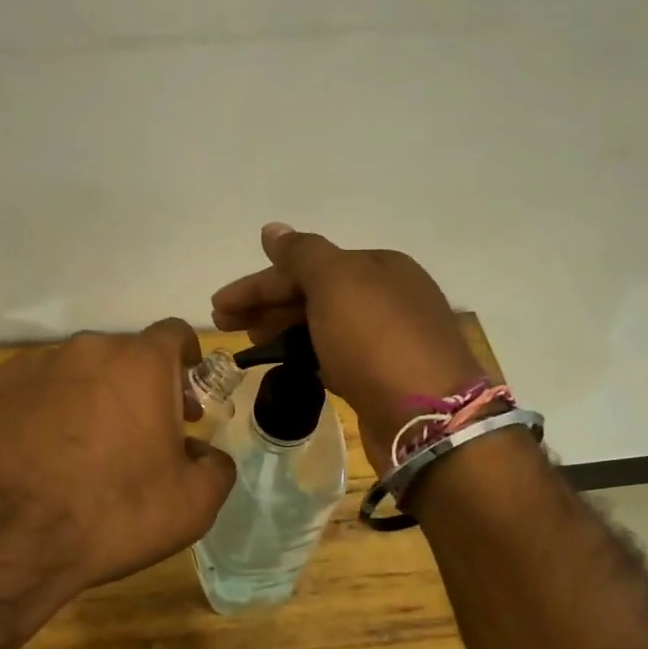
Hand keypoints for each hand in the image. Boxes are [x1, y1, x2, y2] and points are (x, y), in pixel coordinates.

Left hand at [0, 319, 235, 606]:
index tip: (184, 398)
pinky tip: (30, 453)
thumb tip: (203, 452)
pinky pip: (24, 390)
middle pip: (122, 355)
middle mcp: (86, 349)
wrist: (4, 540)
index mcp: (140, 363)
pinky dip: (35, 411)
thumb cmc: (111, 515)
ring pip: (71, 371)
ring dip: (84, 397)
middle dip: (136, 386)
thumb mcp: (193, 505)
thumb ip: (215, 466)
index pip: (175, 335)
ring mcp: (30, 364)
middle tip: (136, 436)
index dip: (186, 363)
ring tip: (76, 449)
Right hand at [212, 224, 482, 473]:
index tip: (218, 305)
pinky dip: (306, 354)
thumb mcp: (335, 282)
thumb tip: (272, 229)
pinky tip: (285, 363)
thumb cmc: (376, 340)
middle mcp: (386, 297)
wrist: (428, 419)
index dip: (258, 283)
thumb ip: (301, 253)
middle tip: (224, 323)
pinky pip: (334, 355)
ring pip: (322, 325)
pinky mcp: (383, 377)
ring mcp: (387, 339)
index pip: (306, 265)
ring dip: (282, 328)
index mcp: (378, 266)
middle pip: (313, 293)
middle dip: (266, 305)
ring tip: (248, 343)